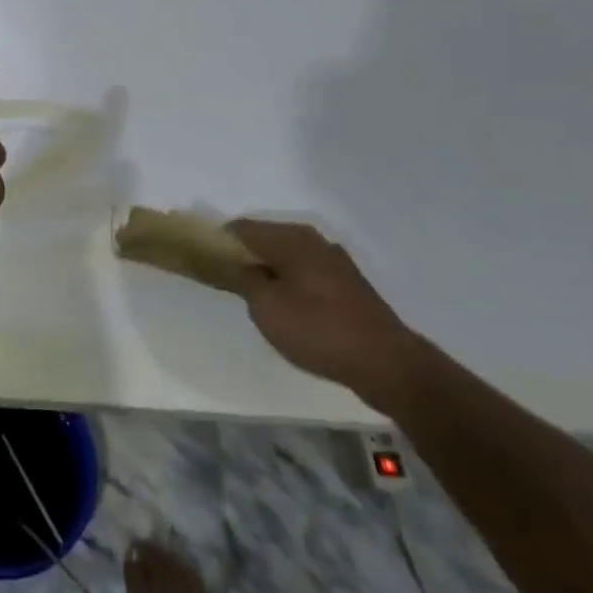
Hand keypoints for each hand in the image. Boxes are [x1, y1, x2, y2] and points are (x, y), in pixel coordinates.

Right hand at [226, 220, 424, 409]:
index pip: (241, 228)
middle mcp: (312, 239)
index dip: (219, 242)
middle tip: (227, 283)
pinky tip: (288, 307)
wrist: (388, 365)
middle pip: (265, 239)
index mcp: (291, 238)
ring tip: (255, 298)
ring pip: (286, 257)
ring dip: (268, 270)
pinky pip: (305, 272)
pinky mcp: (347, 284)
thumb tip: (237, 263)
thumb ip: (244, 278)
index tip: (204, 262)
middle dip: (244, 256)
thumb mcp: (267, 308)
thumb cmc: (320, 331)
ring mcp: (333, 260)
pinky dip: (289, 282)